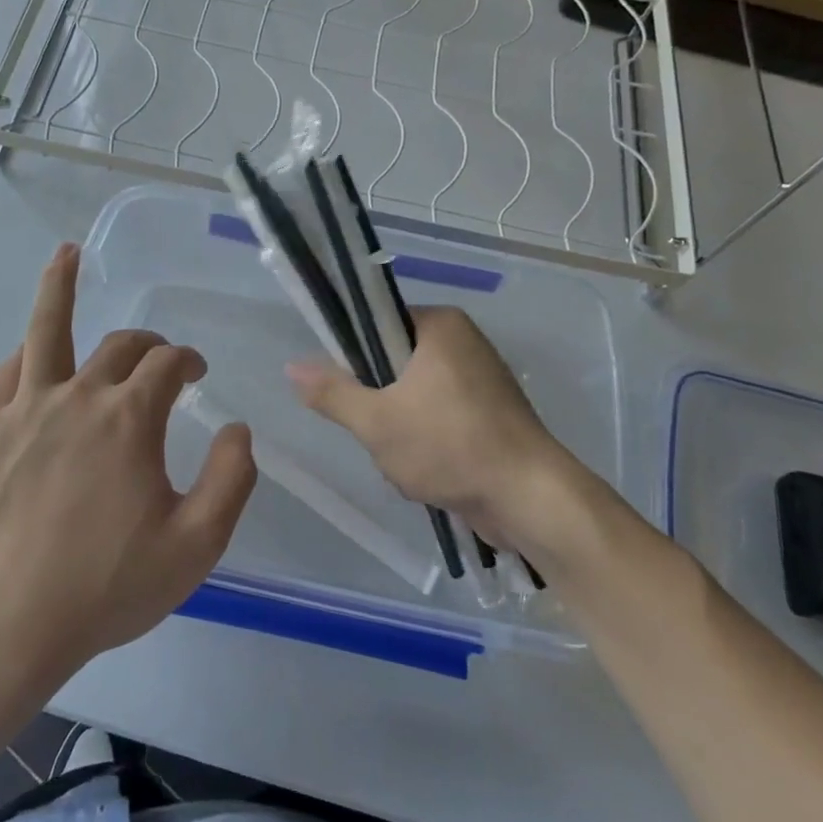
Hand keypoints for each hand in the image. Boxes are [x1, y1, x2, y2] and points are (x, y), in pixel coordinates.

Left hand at [0, 243, 256, 679]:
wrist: (11, 623)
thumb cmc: (109, 585)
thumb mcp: (197, 544)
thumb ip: (232, 479)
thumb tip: (237, 427)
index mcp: (131, 419)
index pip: (169, 364)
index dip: (189, 361)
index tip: (198, 376)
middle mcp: (80, 397)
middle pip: (120, 345)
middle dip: (148, 344)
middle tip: (161, 360)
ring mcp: (27, 409)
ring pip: (47, 330)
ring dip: (60, 287)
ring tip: (65, 253)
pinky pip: (8, 373)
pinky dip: (26, 353)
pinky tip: (32, 349)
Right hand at [287, 306, 591, 553]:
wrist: (530, 499)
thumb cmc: (450, 446)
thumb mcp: (377, 421)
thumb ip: (332, 393)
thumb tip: (292, 366)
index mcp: (440, 325)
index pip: (377, 322)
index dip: (352, 354)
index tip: (343, 388)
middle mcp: (463, 342)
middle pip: (393, 363)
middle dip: (379, 403)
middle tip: (376, 429)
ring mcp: (481, 379)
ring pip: (414, 396)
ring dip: (399, 429)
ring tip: (405, 458)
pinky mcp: (491, 414)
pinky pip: (440, 418)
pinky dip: (427, 443)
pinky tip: (428, 472)